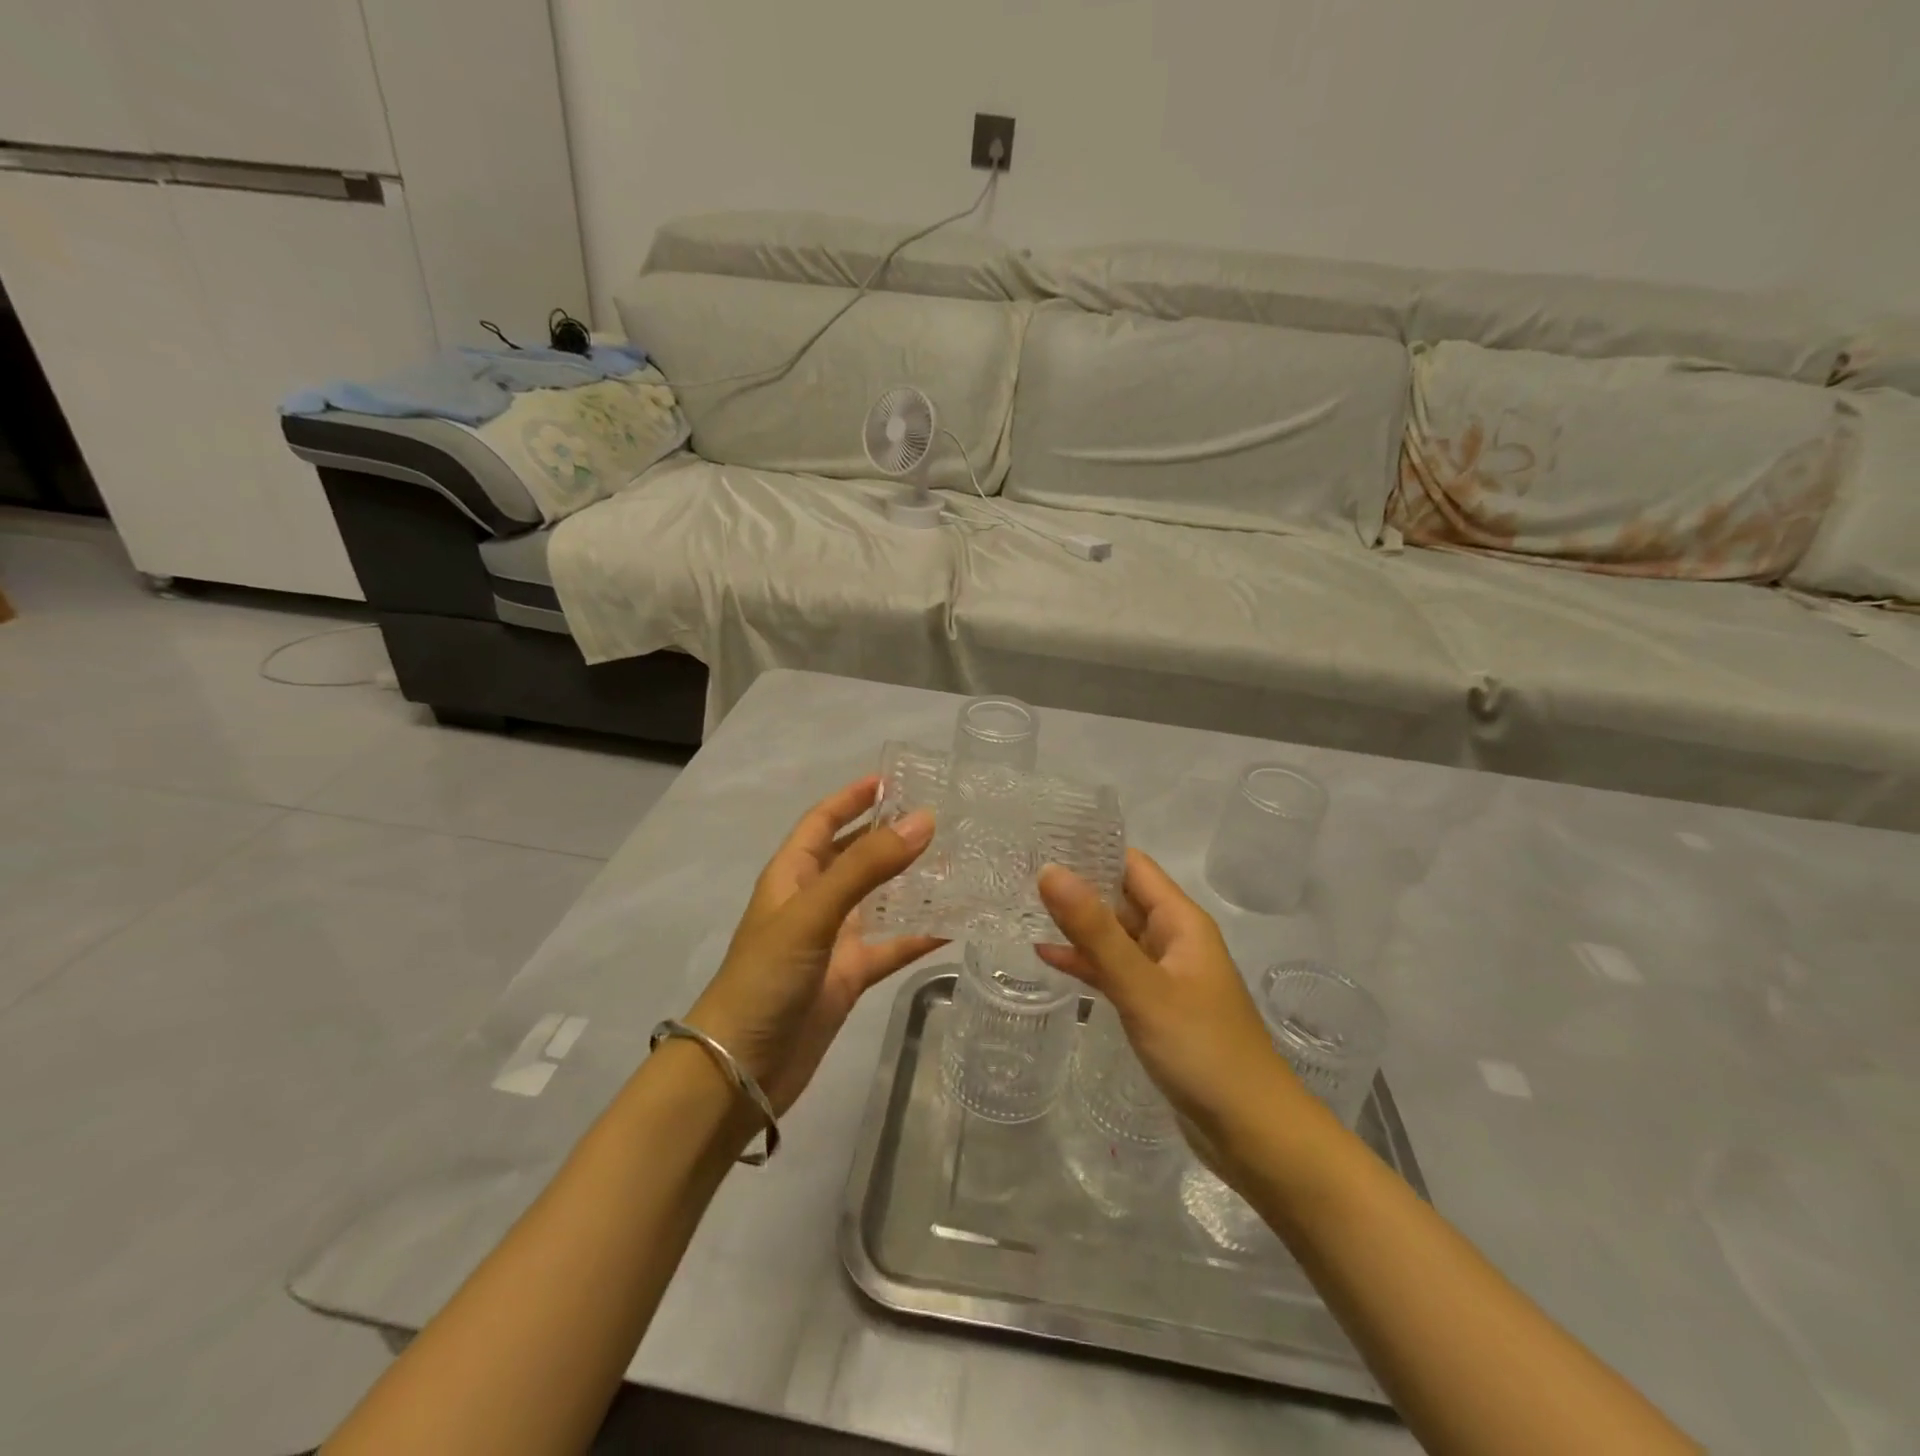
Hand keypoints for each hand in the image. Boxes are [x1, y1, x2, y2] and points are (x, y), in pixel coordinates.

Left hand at [687, 777, 939, 1113]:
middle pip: (855, 856)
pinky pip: (891, 946)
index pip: (822, 821)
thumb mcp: (813, 913)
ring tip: (958, 864)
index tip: (893, 779)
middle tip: (940, 820)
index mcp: (792, 875)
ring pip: (879, 900)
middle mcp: (813, 901)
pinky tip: (955, 925)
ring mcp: (832, 940)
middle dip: (889, 836)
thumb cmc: (766, 978)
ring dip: (911, 883)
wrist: (740, 1071)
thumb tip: (924, 820)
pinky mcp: (849, 976)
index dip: (852, 798)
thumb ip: (867, 866)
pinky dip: (919, 936)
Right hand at [1037, 850, 1299, 1150]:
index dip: (1090, 849)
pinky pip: (1115, 972)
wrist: (1253, 1133)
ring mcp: (1165, 975)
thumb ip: (1094, 930)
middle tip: (1017, 872)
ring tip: (1021, 907)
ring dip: (1076, 925)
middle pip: (1120, 898)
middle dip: (1076, 885)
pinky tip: (1047, 958)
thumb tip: (1049, 869)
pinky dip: (1086, 963)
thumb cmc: (1202, 1049)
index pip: (1131, 865)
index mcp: (1180, 921)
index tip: (1039, 839)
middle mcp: (1173, 939)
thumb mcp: (1142, 986)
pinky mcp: (1156, 1008)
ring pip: (1114, 936)